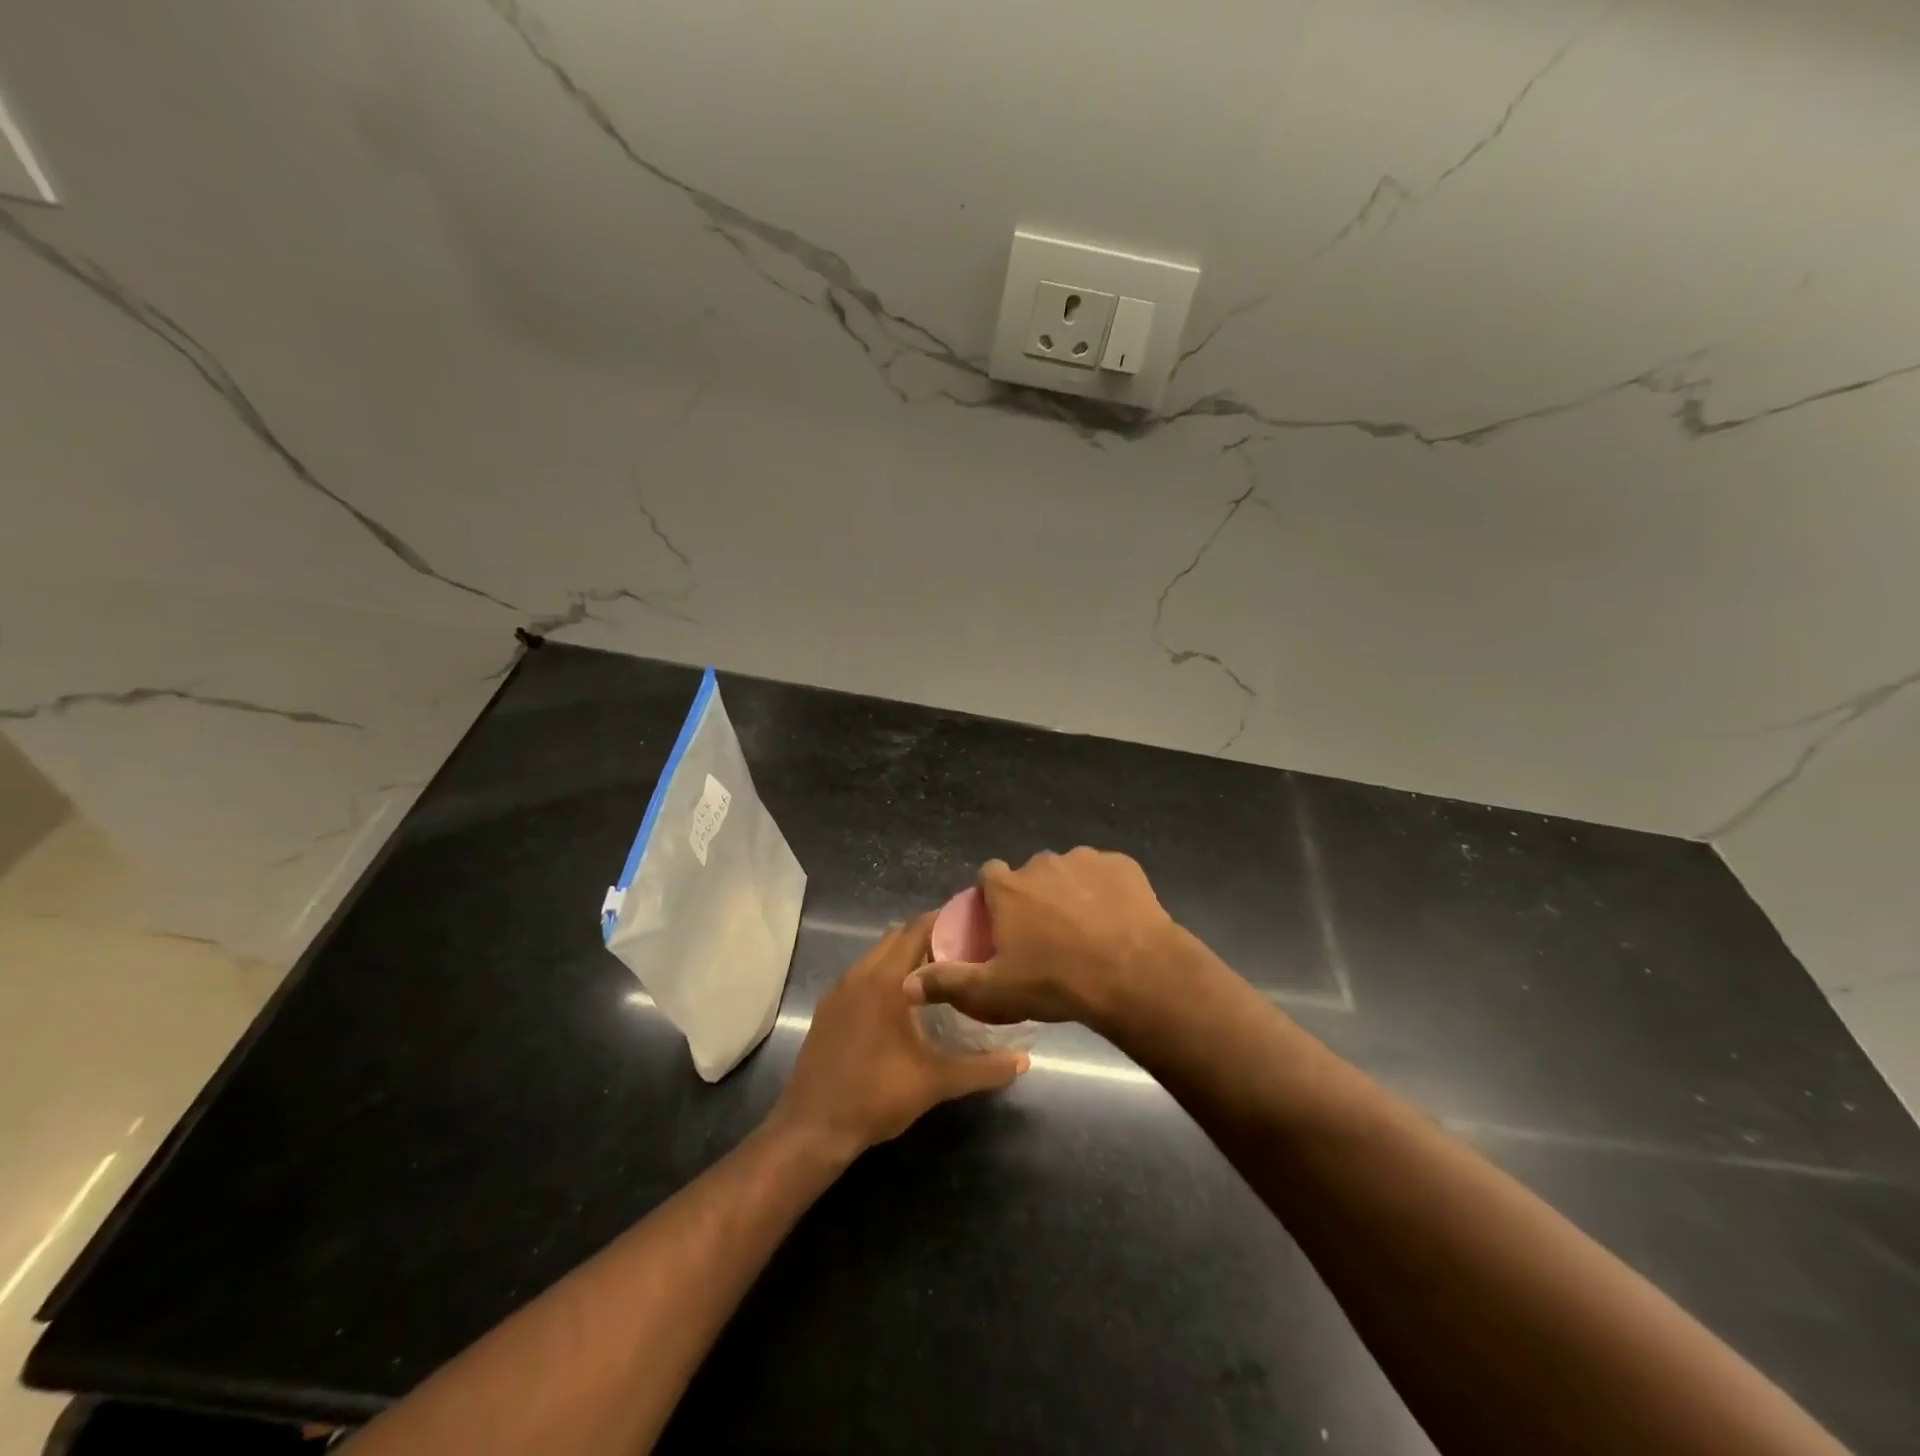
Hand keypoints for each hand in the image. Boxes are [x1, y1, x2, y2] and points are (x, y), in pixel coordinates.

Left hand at [770, 913, 1026, 1159]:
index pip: (917, 929)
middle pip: (897, 936)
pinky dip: (885, 974)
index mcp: (884, 980)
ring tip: (940, 974)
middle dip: (929, 937)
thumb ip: (982, 1068)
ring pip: (877, 955)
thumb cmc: (875, 1096)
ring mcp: (839, 991)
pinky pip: (862, 974)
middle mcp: (859, 974)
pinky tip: (904, 1002)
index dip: (945, 921)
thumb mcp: (935, 1082)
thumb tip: (1023, 1061)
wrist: (812, 1129)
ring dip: (905, 956)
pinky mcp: (829, 1009)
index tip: (975, 925)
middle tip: (964, 951)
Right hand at [907, 848, 1183, 1032]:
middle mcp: (1042, 864)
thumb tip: (906, 984)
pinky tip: (1116, 919)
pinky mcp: (1122, 865)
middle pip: (1031, 875)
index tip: (1003, 922)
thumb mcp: (996, 991)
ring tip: (1087, 929)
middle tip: (1048, 935)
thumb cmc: (1056, 982)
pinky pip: (1106, 874)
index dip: (994, 897)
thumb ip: (948, 983)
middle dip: (1035, 896)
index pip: (989, 876)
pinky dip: (1106, 890)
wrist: (1133, 974)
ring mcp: (1085, 860)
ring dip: (1071, 892)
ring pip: (1069, 872)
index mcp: (1009, 889)